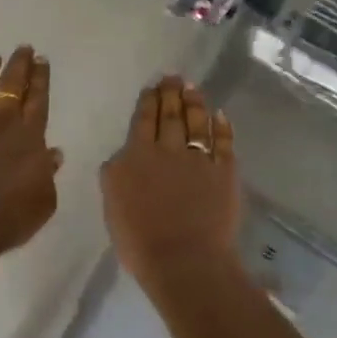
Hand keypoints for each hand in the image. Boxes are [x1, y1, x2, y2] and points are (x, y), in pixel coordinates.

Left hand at [0, 46, 62, 267]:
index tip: (41, 59)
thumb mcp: (44, 202)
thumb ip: (48, 174)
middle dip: (18, 65)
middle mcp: (1, 124)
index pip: (38, 99)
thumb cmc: (8, 218)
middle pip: (11, 86)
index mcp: (29, 137)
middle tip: (23, 47)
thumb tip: (52, 153)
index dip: (40, 78)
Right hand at [100, 75, 240, 297]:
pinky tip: (221, 116)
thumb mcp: (112, 204)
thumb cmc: (140, 241)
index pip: (144, 120)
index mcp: (137, 156)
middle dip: (172, 93)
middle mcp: (169, 150)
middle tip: (174, 76)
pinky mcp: (224, 172)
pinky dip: (222, 128)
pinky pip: (224, 143)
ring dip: (195, 103)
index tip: (153, 87)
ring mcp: (199, 159)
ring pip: (197, 122)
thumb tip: (123, 156)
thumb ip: (116, 174)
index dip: (149, 101)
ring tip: (193, 88)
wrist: (184, 261)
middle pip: (171, 115)